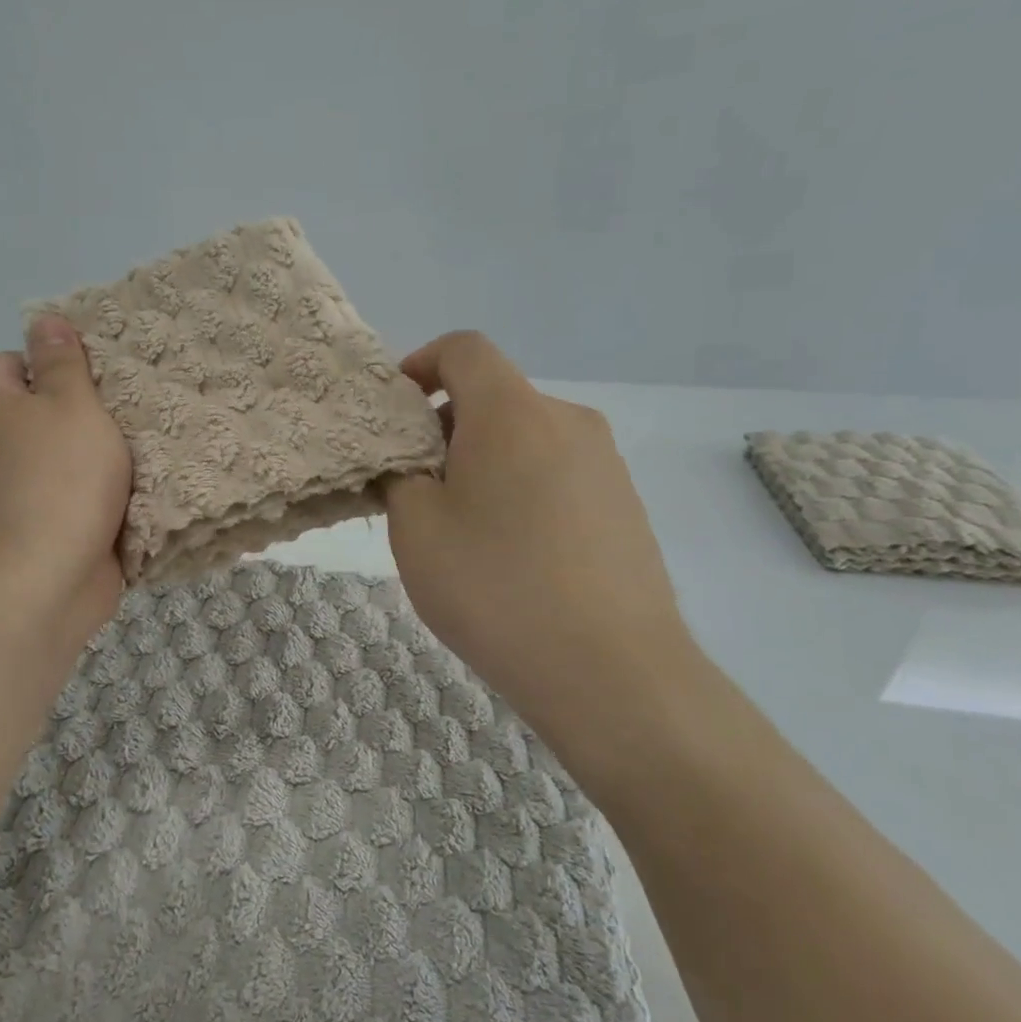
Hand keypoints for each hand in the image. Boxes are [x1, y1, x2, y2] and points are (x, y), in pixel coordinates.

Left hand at [0, 317, 131, 644]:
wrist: (45, 580)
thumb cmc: (61, 479)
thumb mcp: (71, 404)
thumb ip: (62, 361)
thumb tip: (44, 320)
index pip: (14, 362)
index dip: (55, 363)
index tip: (99, 376)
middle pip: (39, 411)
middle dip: (84, 411)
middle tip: (131, 409)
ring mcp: (8, 491)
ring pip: (58, 456)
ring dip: (96, 456)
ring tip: (142, 447)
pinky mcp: (33, 527)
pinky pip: (67, 495)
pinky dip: (93, 493)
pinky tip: (132, 490)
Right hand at [384, 331, 693, 748]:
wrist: (611, 672)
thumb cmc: (495, 587)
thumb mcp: (415, 528)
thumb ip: (399, 475)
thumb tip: (406, 461)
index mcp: (512, 412)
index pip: (464, 349)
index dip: (421, 364)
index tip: (395, 411)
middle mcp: (567, 420)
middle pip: (495, 395)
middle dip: (446, 424)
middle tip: (415, 483)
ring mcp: (605, 464)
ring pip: (526, 436)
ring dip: (484, 459)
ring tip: (462, 526)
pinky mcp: (625, 505)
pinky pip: (557, 472)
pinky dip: (521, 487)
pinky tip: (511, 552)